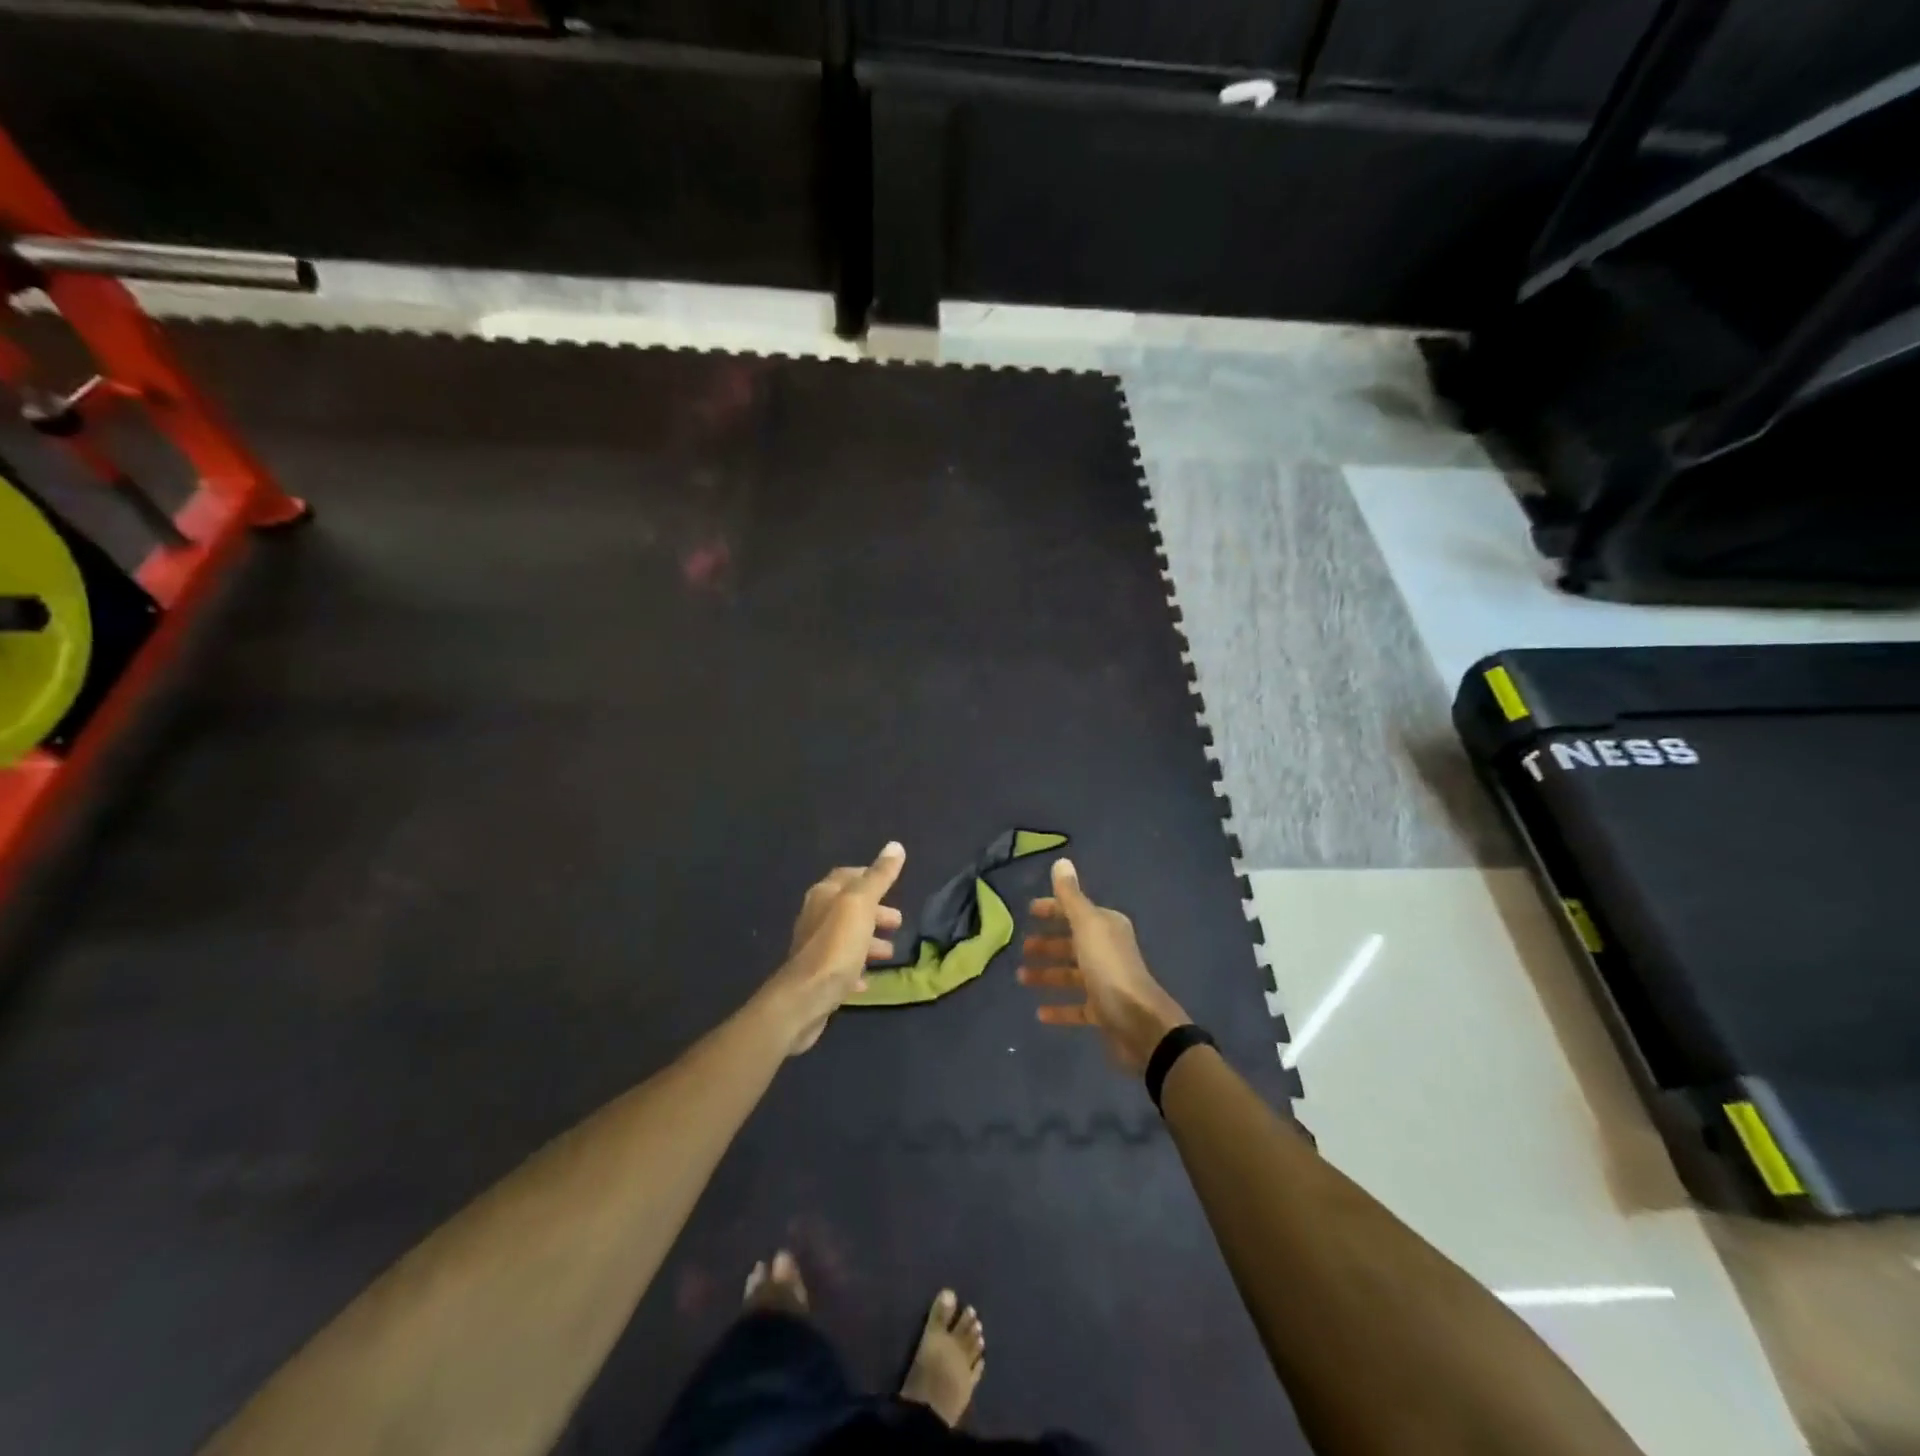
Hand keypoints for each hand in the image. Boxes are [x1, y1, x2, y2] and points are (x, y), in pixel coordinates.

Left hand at [762, 843, 906, 1055]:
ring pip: (846, 937)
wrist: (805, 999)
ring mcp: (815, 948)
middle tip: (898, 922)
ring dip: (869, 941)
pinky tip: (869, 980)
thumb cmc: (835, 946)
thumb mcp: (861, 905)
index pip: (847, 876)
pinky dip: (857, 968)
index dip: (869, 876)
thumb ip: (878, 877)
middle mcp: (815, 917)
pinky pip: (841, 967)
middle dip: (875, 912)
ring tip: (890, 952)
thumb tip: (895, 845)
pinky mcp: (817, 977)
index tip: (892, 884)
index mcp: (824, 895)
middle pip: (849, 908)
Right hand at [1018, 858, 1190, 1073]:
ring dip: (1047, 975)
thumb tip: (1061, 861)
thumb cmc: (1109, 968)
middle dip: (1047, 944)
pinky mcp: (1103, 1012)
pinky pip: (1076, 1007)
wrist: (1140, 1023)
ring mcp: (1106, 982)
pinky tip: (1039, 1012)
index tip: (1028, 912)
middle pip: (1072, 943)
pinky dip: (1058, 1008)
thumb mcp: (1087, 925)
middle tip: (1022, 949)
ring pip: (1071, 974)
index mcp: (1106, 927)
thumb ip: (1071, 896)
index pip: (1074, 911)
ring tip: (1021, 978)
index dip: (1052, 910)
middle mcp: (1107, 950)